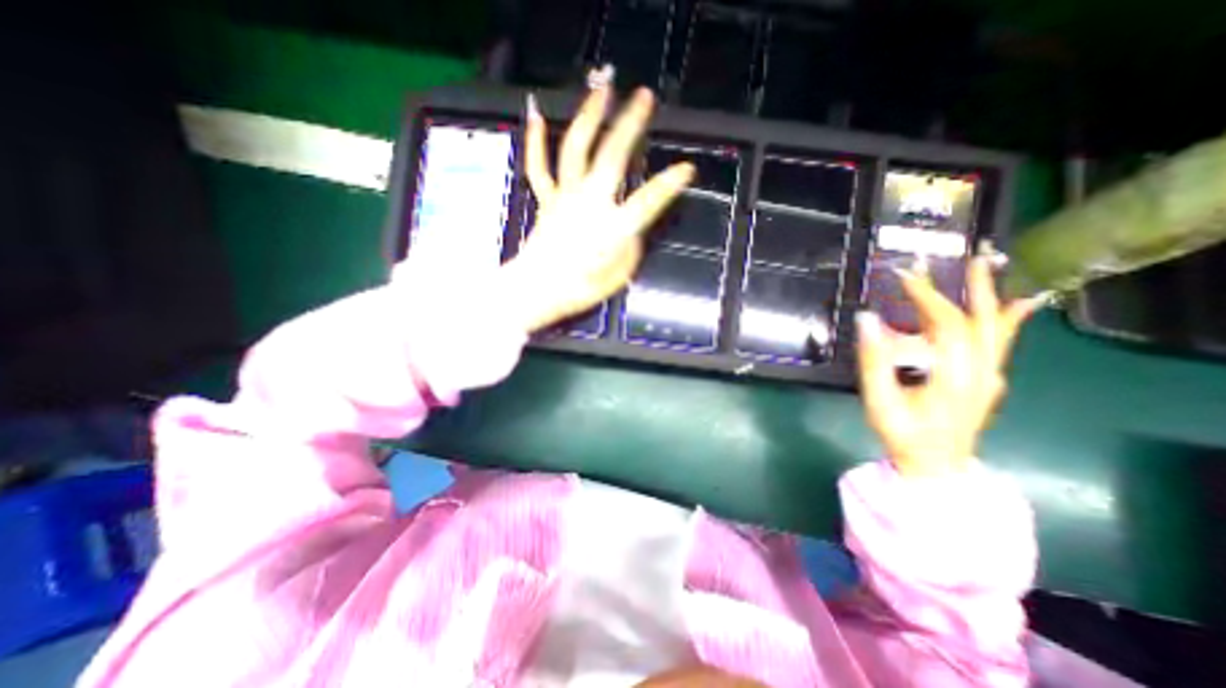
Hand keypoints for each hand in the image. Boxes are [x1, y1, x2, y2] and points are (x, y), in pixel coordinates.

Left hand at [496, 87, 687, 333]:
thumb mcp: (618, 275)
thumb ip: (630, 248)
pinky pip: (540, 167)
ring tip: (602, 89)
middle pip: (612, 156)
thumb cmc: (580, 289)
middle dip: (631, 124)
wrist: (537, 290)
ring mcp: (565, 196)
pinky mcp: (547, 199)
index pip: (648, 201)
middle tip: (644, 97)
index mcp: (613, 226)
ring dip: (590, 116)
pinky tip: (538, 115)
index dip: (670, 184)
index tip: (687, 169)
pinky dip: (537, 141)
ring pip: (576, 149)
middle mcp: (590, 202)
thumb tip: (631, 230)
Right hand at [855, 248, 1046, 478]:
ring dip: (991, 297)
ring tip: (988, 270)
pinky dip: (1008, 319)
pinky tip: (1017, 305)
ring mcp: (989, 377)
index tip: (904, 276)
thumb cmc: (903, 434)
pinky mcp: (987, 381)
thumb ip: (873, 360)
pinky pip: (999, 343)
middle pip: (982, 321)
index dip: (926, 297)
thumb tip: (866, 319)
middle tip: (969, 258)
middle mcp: (981, 372)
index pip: (946, 324)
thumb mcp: (879, 400)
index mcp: (954, 376)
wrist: (935, 465)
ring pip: (996, 329)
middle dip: (973, 287)